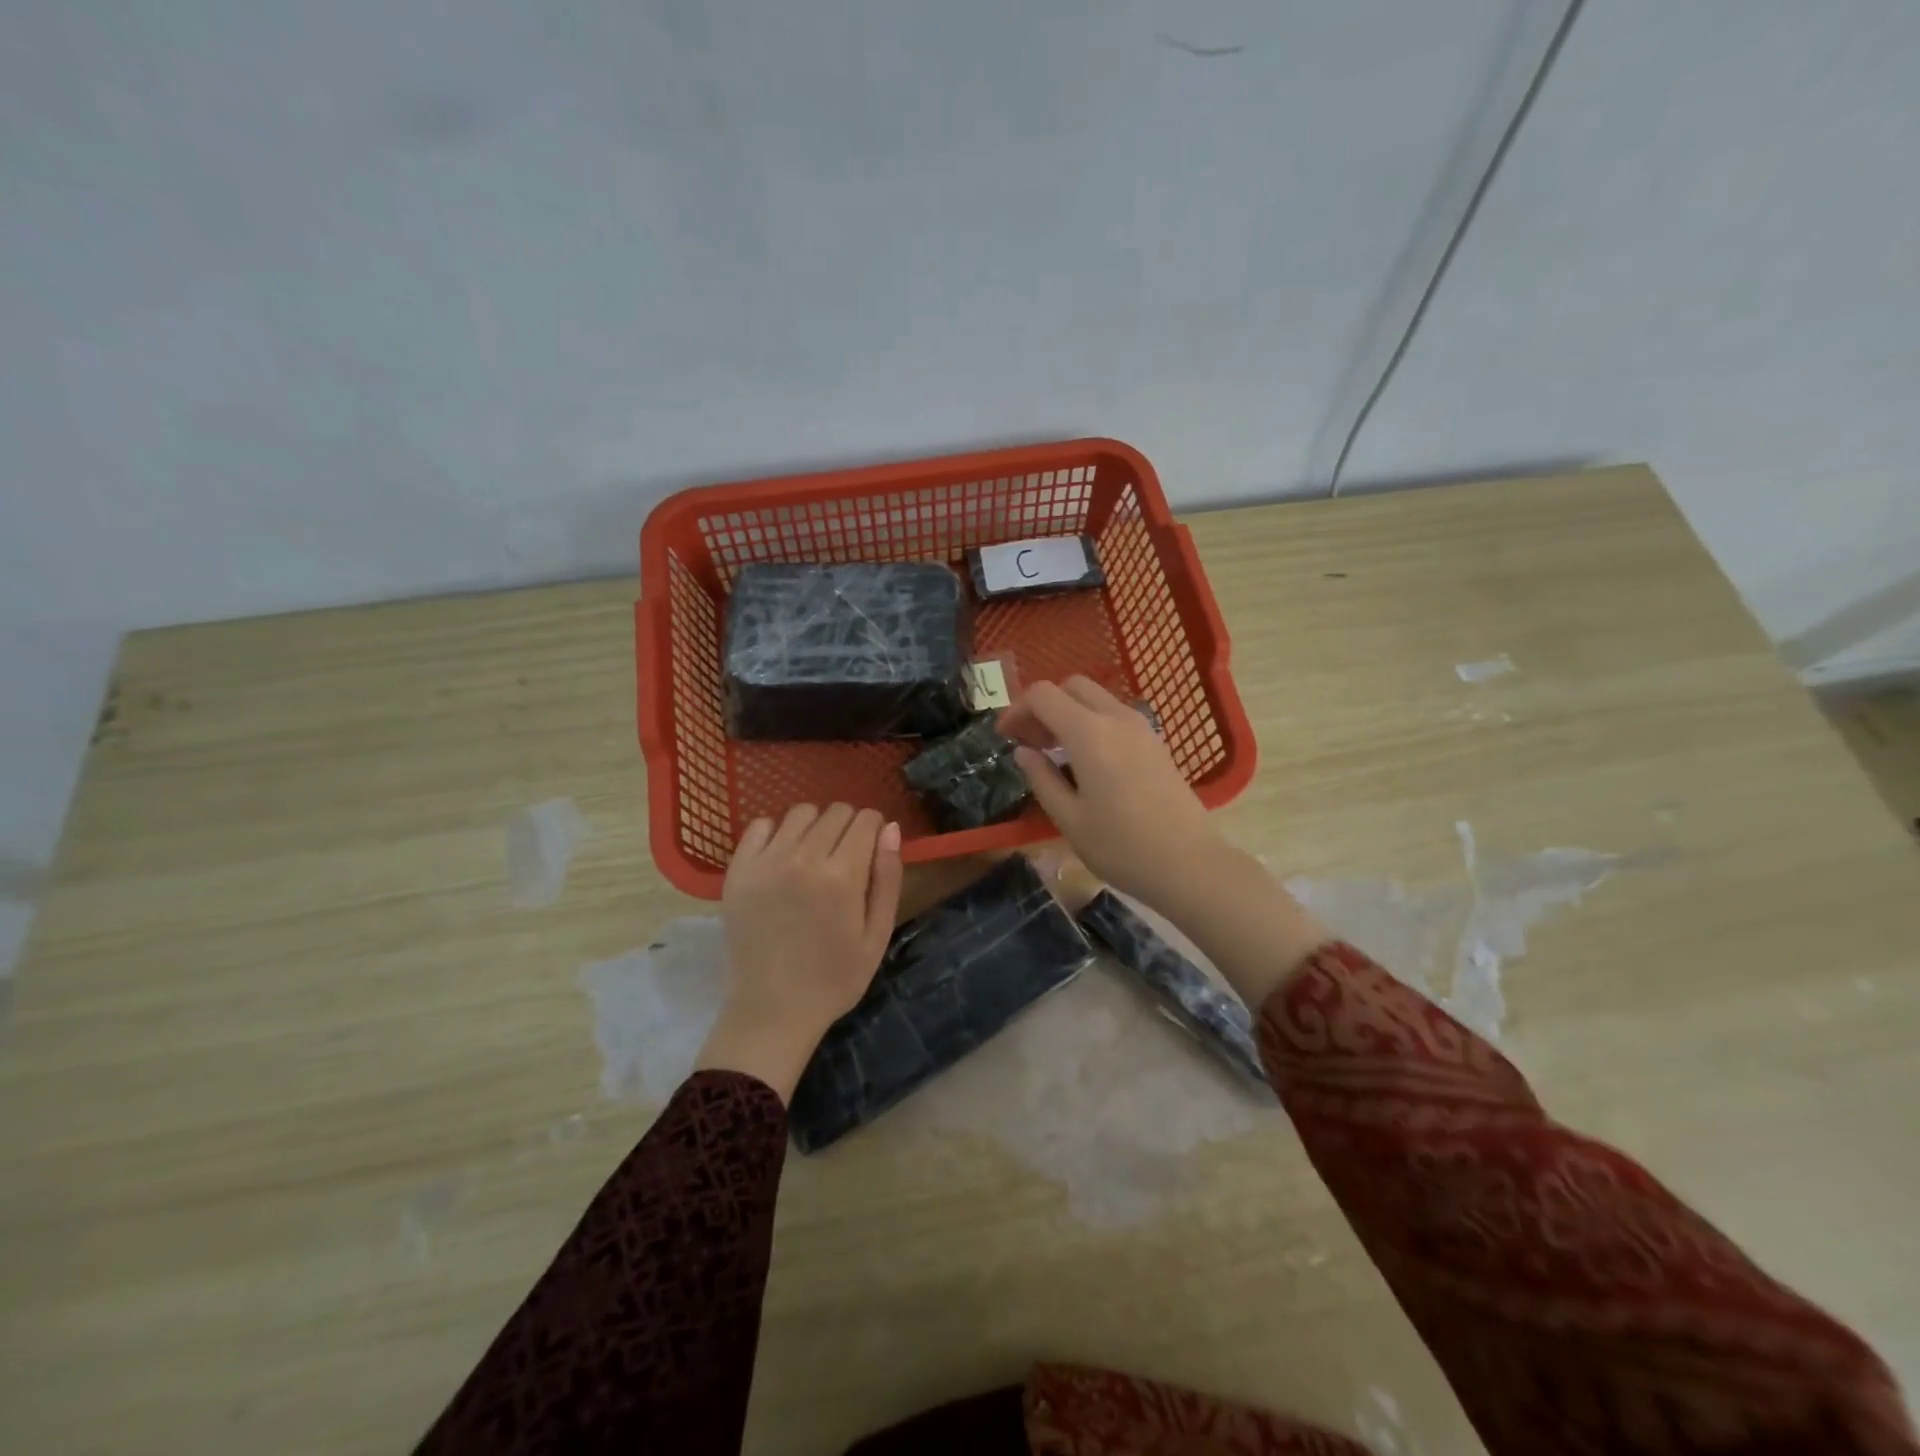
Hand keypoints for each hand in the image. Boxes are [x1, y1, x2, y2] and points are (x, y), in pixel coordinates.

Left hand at [696, 803, 902, 1101]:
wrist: (772, 1010)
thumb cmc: (835, 978)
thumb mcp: (877, 934)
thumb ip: (887, 878)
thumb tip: (891, 828)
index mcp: (842, 876)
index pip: (865, 819)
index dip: (874, 829)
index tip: (871, 849)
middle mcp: (802, 858)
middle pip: (835, 812)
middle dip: (849, 826)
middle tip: (845, 858)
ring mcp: (765, 862)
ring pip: (800, 813)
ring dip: (815, 826)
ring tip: (814, 855)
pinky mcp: (738, 871)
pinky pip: (760, 826)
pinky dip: (777, 833)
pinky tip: (783, 858)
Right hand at [1005, 677, 1328, 1008]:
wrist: (1190, 864)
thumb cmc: (1121, 847)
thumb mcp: (1069, 818)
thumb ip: (1042, 778)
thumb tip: (1023, 752)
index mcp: (1088, 733)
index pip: (1043, 695)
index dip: (1017, 709)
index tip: (1005, 737)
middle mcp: (1116, 718)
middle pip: (1071, 686)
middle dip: (1043, 705)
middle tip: (1029, 740)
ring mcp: (1141, 727)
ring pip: (1095, 698)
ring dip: (1068, 712)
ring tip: (1053, 751)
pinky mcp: (1156, 742)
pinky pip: (1115, 715)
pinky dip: (1091, 722)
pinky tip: (1085, 760)